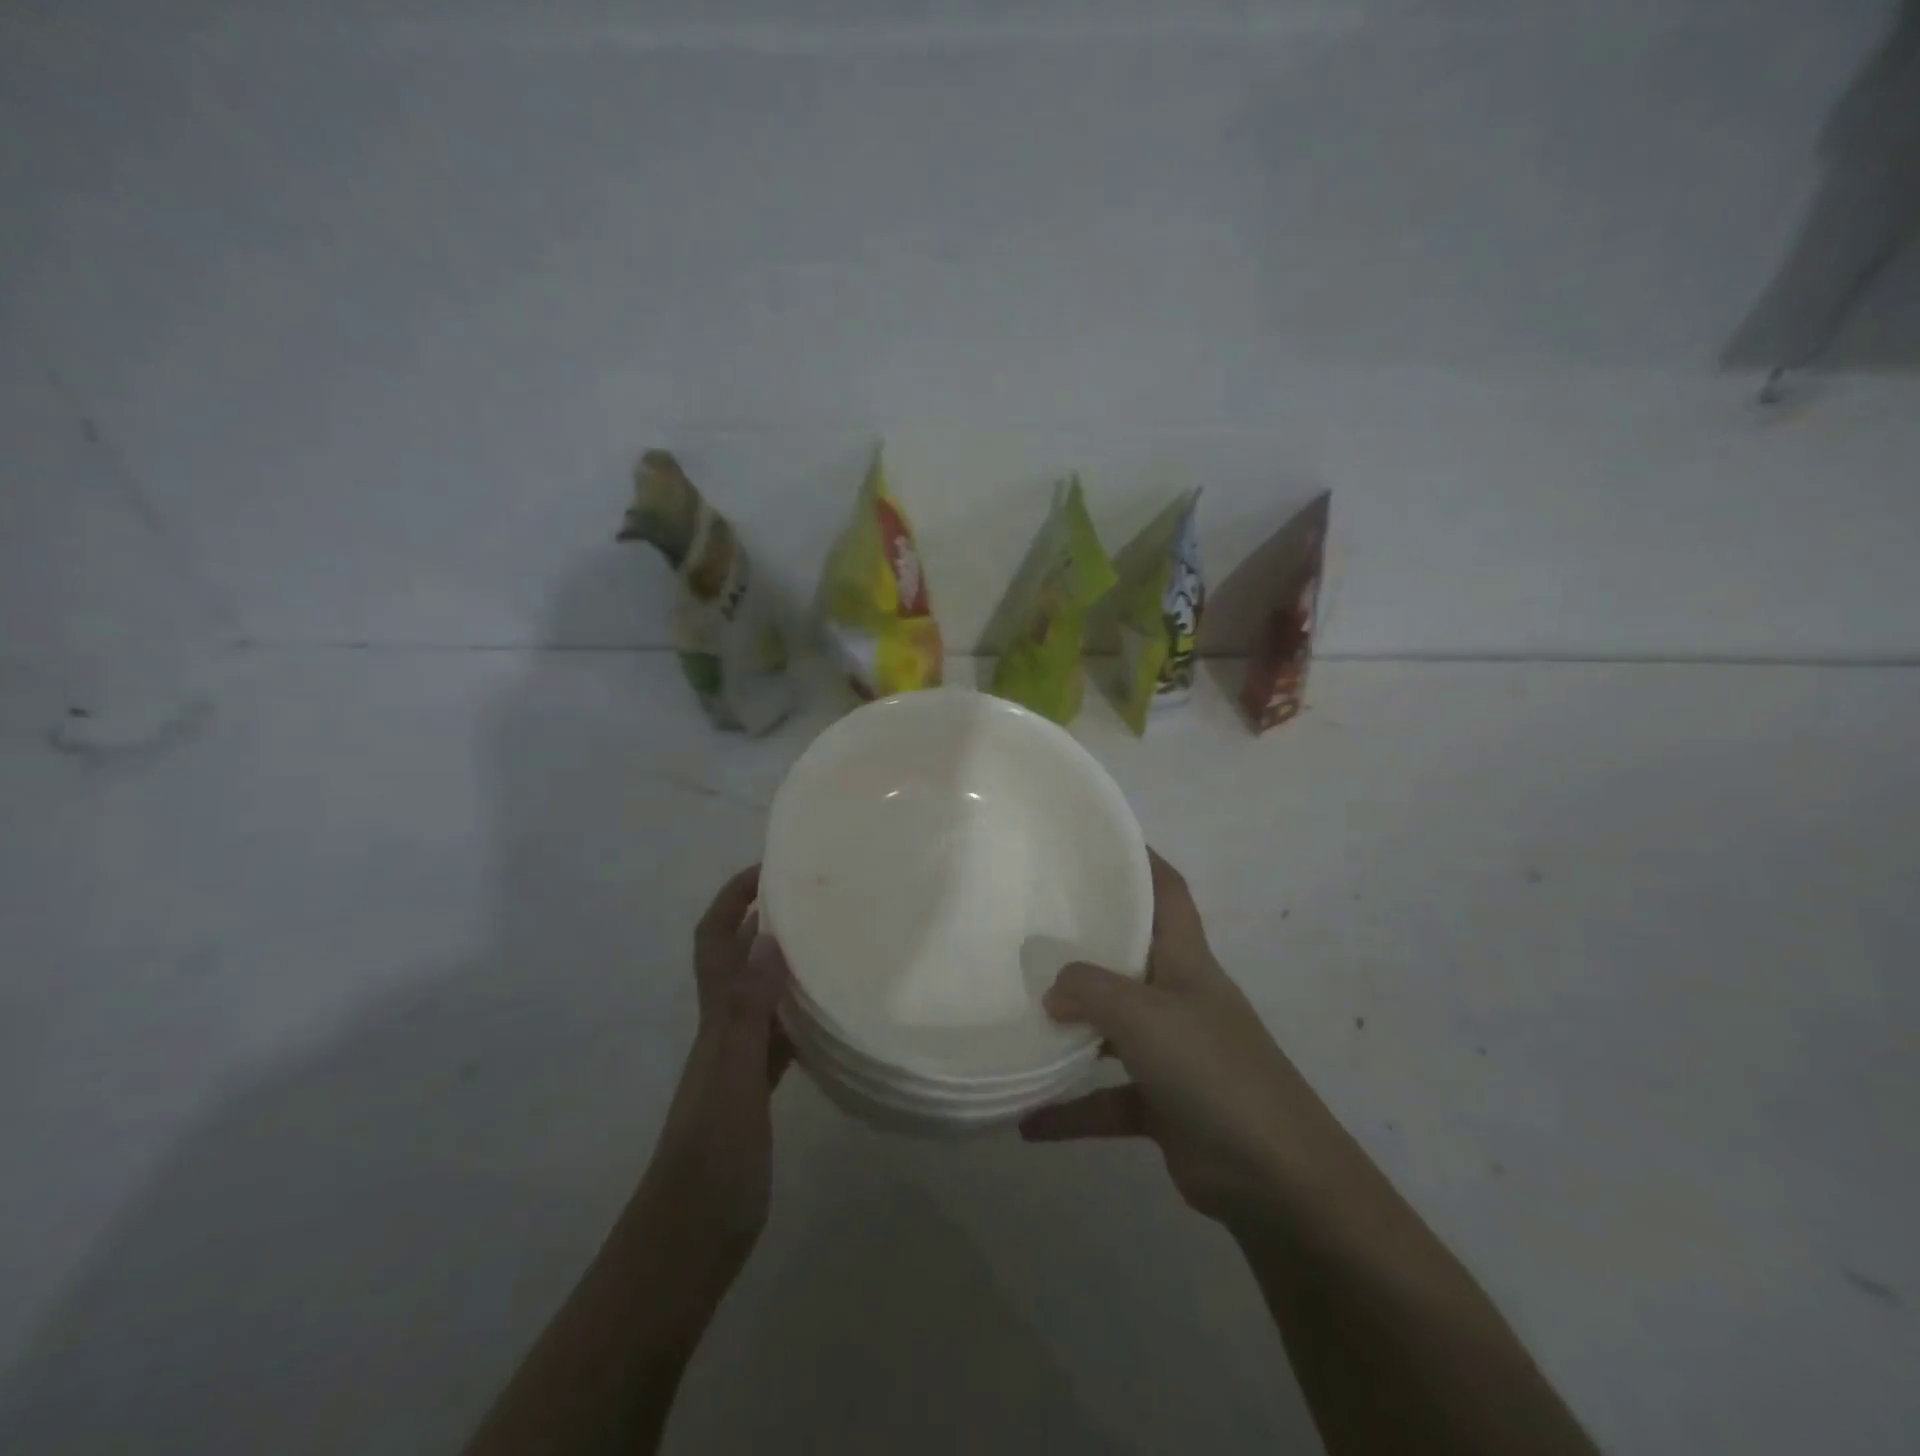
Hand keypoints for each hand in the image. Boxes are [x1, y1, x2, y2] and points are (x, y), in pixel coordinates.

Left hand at [644, 866, 791, 1265]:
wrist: (686, 1245)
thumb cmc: (710, 1161)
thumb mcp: (733, 1081)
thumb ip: (748, 1011)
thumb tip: (766, 937)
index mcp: (716, 1019)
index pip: (714, 940)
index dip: (732, 898)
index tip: (769, 866)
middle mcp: (723, 1030)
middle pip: (736, 958)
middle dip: (762, 916)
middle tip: (813, 893)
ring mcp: (738, 1062)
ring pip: (760, 993)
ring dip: (783, 961)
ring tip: (830, 940)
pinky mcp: (755, 1091)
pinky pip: (780, 1035)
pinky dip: (799, 1012)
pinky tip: (829, 1013)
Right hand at [1021, 850, 1316, 1228]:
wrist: (1276, 1177)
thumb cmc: (1211, 1070)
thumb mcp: (1143, 1015)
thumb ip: (1090, 990)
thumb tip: (1053, 992)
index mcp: (1186, 961)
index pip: (1168, 892)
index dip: (1142, 860)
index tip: (1098, 841)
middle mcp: (1179, 998)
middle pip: (1131, 956)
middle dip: (1088, 943)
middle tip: (1033, 928)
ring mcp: (1173, 1053)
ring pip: (1112, 1030)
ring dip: (1072, 1030)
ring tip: (1019, 1016)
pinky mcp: (1164, 1104)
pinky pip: (1106, 1099)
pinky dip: (1072, 1110)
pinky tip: (1028, 1120)